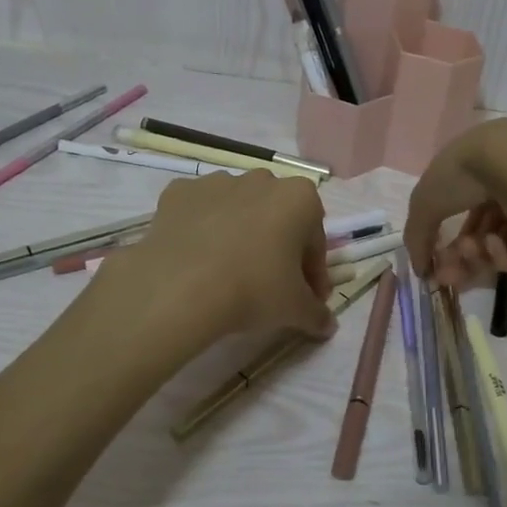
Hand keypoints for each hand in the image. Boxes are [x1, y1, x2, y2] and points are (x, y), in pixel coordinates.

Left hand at [101, 169, 336, 341]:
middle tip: (271, 286)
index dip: (313, 273)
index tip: (307, 298)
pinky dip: (202, 229)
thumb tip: (328, 325)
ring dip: (240, 234)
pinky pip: (199, 211)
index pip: (315, 241)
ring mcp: (216, 182)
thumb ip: (317, 314)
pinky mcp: (178, 192)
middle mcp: (261, 180)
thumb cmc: (253, 289)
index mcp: (300, 198)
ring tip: (230, 272)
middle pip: (278, 218)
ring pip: (238, 210)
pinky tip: (198, 259)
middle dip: (279, 247)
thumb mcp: (295, 309)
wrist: (179, 288)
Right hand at [404, 119, 506, 286]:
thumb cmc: (466, 173)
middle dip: (463, 254)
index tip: (436, 263)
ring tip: (475, 251)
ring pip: (504, 241)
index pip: (463, 206)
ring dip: (482, 254)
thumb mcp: (426, 201)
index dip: (449, 235)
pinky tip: (497, 246)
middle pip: (484, 228)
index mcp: (481, 163)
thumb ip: (417, 236)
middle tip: (449, 276)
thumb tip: (420, 269)